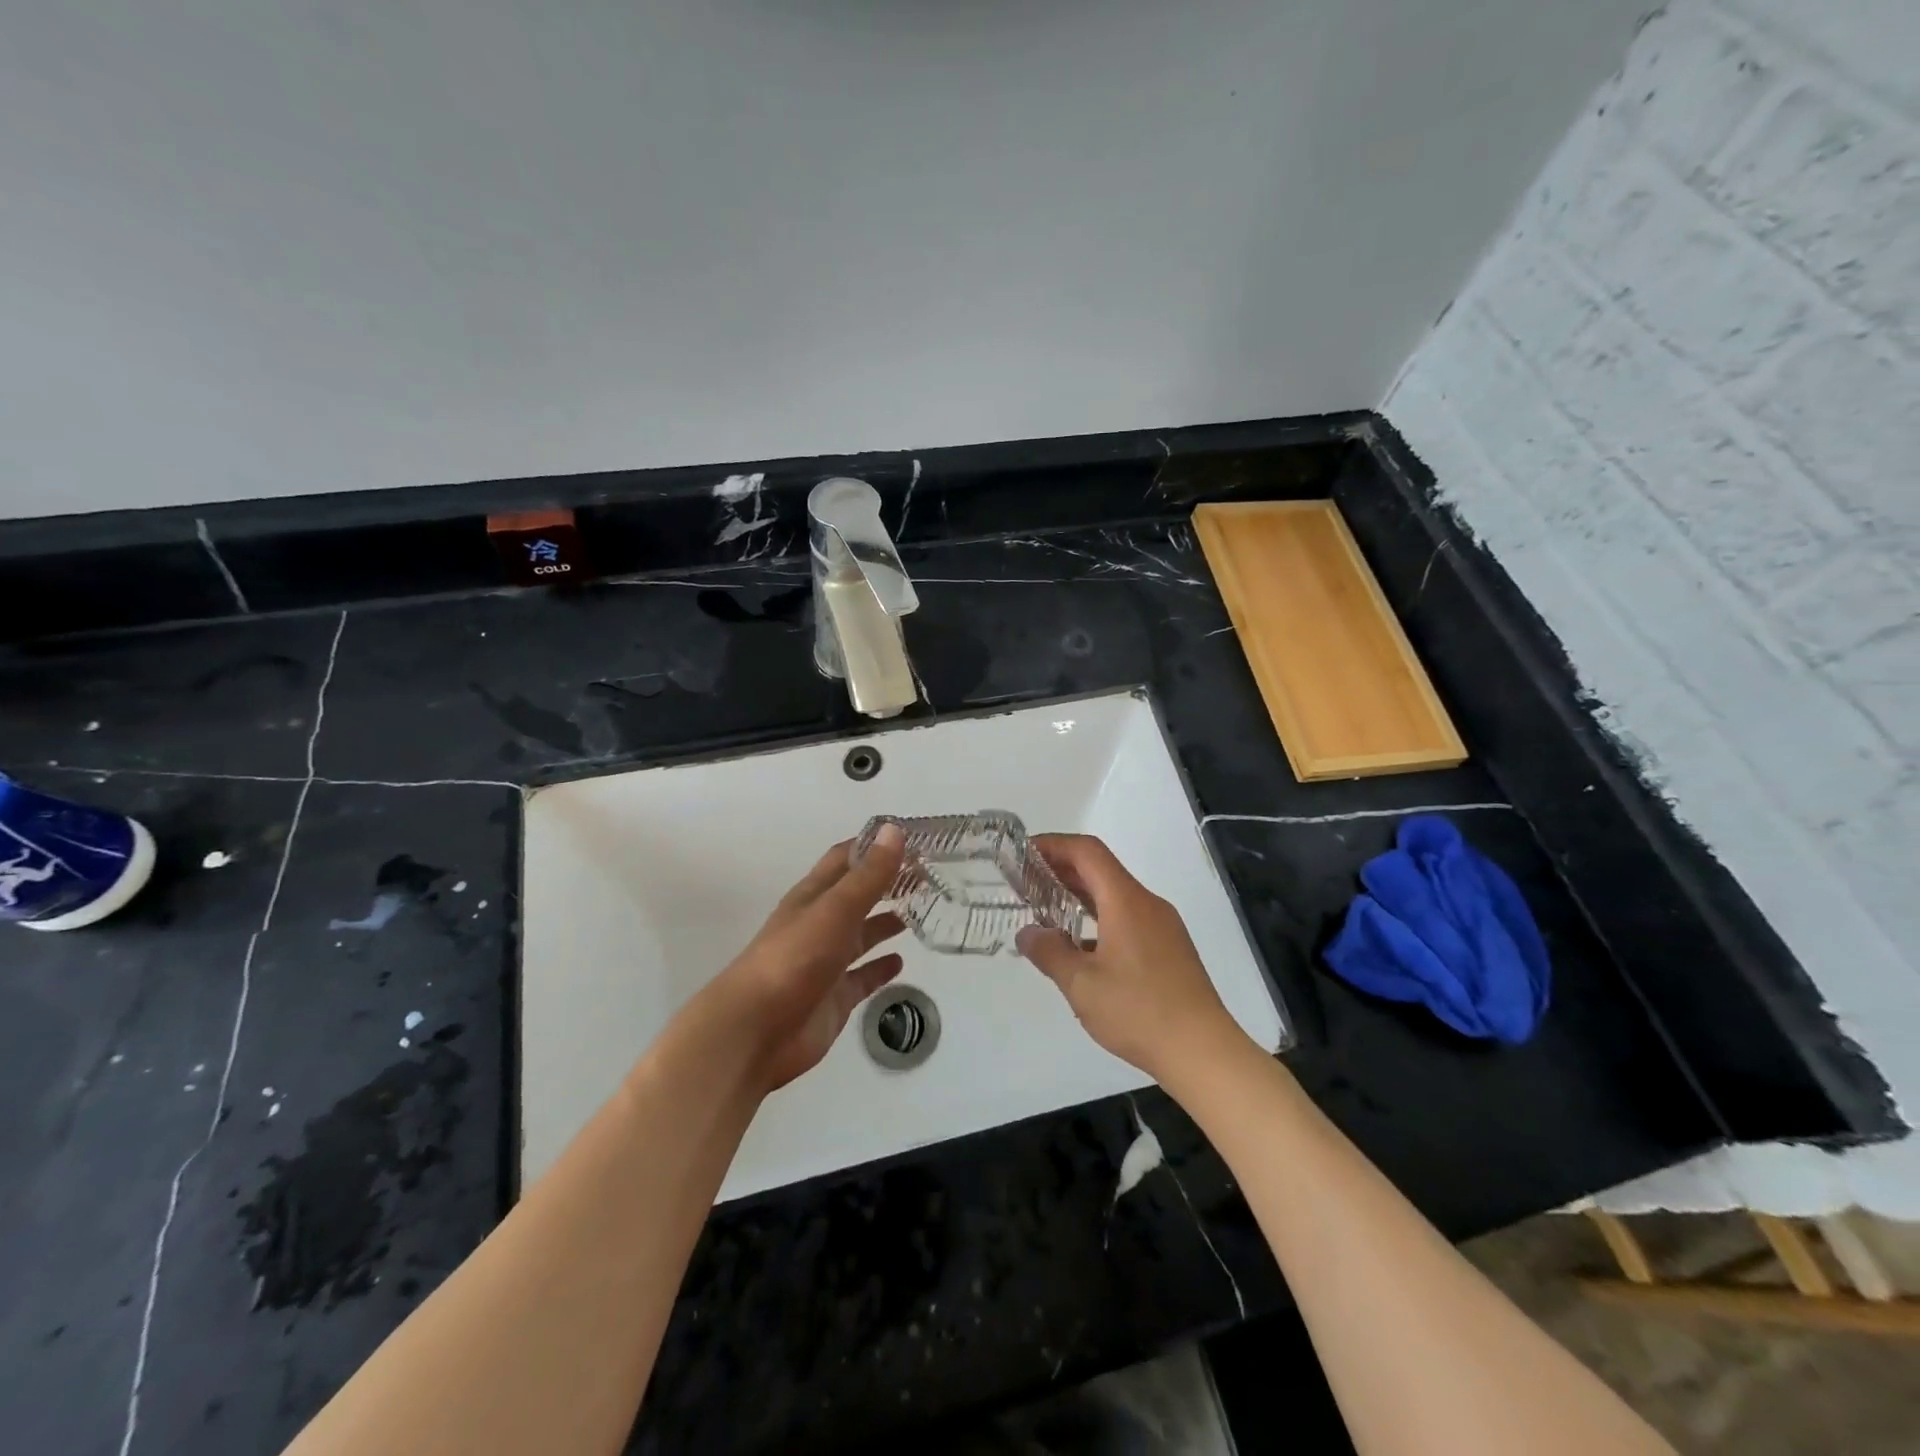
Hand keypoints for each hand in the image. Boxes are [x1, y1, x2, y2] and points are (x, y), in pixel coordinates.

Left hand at [710, 824, 907, 1092]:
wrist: (754, 1032)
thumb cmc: (794, 960)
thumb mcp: (835, 910)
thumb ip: (868, 875)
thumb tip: (894, 830)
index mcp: (814, 896)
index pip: (846, 858)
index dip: (875, 845)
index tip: (914, 837)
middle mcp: (820, 923)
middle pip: (858, 895)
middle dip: (888, 883)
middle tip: (930, 876)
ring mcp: (827, 962)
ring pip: (862, 935)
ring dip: (887, 922)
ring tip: (924, 911)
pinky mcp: (834, 998)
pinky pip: (863, 977)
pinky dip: (881, 968)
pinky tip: (901, 962)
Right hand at [1017, 834, 1242, 1082]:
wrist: (1204, 1051)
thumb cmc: (1139, 1012)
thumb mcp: (1081, 985)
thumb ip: (1050, 953)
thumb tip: (1028, 933)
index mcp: (1126, 901)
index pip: (1087, 852)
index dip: (1054, 845)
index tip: (1024, 853)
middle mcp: (1147, 904)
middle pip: (1101, 869)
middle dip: (1062, 869)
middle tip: (1027, 882)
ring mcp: (1163, 926)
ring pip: (1116, 895)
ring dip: (1081, 895)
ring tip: (1048, 911)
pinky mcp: (1171, 948)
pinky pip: (1129, 917)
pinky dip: (1100, 918)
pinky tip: (1083, 947)